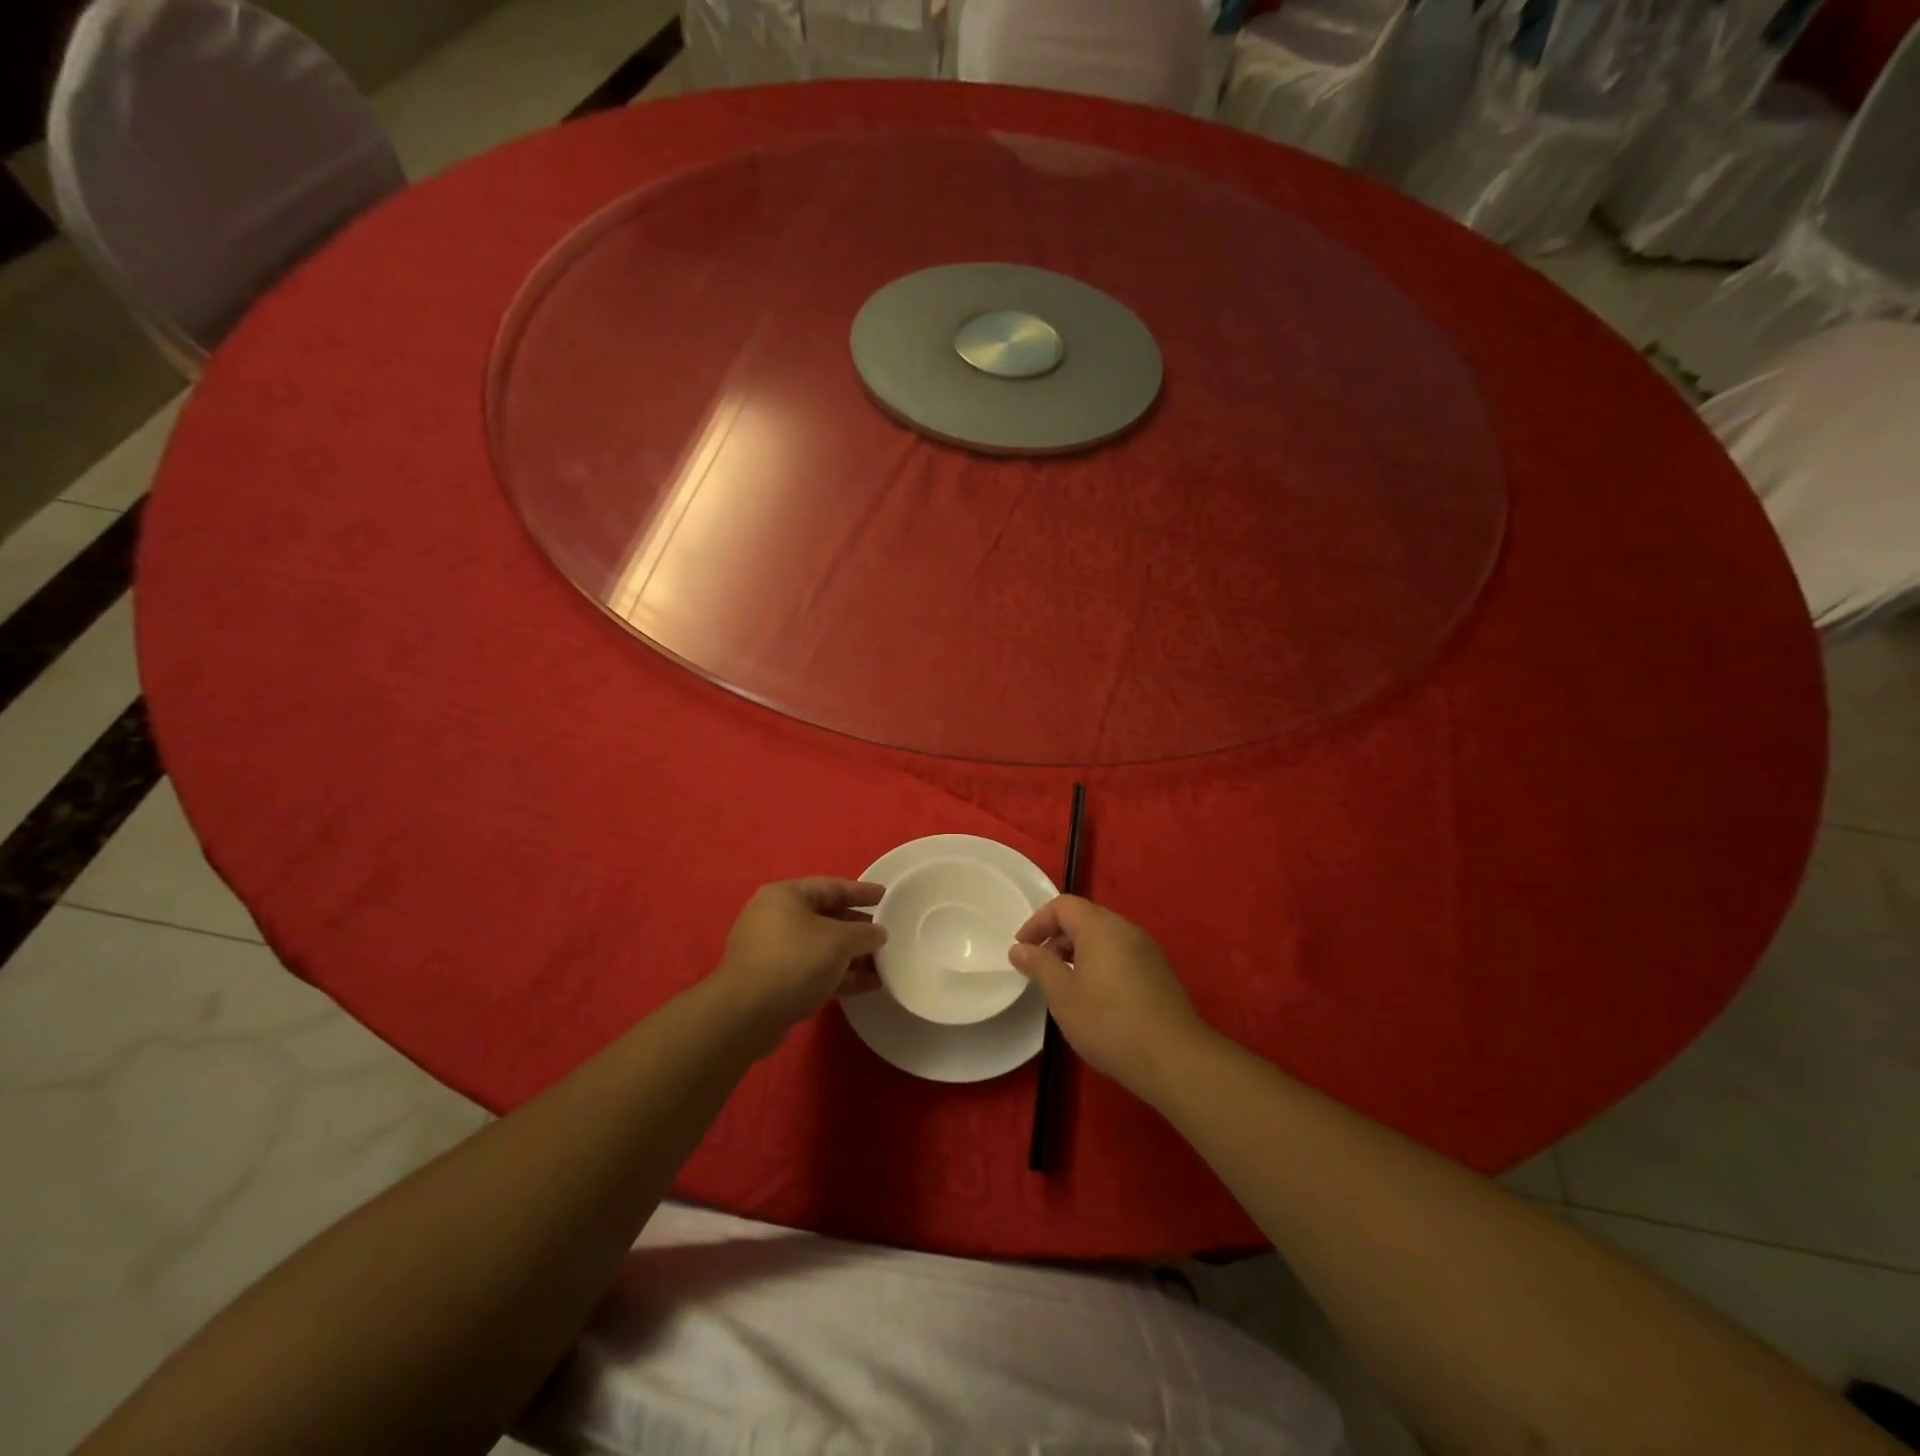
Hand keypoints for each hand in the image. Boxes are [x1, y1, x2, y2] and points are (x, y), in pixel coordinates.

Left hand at [712, 879, 887, 1046]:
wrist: (746, 1014)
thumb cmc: (795, 960)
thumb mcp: (839, 941)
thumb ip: (864, 933)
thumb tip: (878, 934)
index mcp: (785, 896)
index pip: (831, 886)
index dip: (861, 891)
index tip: (886, 896)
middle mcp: (774, 917)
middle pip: (825, 917)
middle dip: (857, 928)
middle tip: (885, 933)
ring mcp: (771, 951)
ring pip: (819, 947)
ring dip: (851, 956)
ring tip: (883, 963)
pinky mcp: (772, 982)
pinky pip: (812, 970)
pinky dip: (838, 975)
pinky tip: (868, 984)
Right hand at [1010, 895, 1210, 1102]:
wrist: (1174, 1058)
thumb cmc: (1109, 1023)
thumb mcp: (1063, 995)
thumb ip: (1039, 965)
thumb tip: (1019, 948)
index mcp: (1100, 927)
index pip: (1063, 905)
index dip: (1037, 922)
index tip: (1021, 949)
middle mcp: (1126, 929)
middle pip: (1085, 918)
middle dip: (1056, 937)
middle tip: (1040, 967)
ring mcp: (1147, 950)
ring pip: (1104, 937)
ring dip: (1078, 951)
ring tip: (1064, 984)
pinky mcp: (1158, 971)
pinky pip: (1120, 953)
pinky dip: (1099, 963)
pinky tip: (1094, 996)